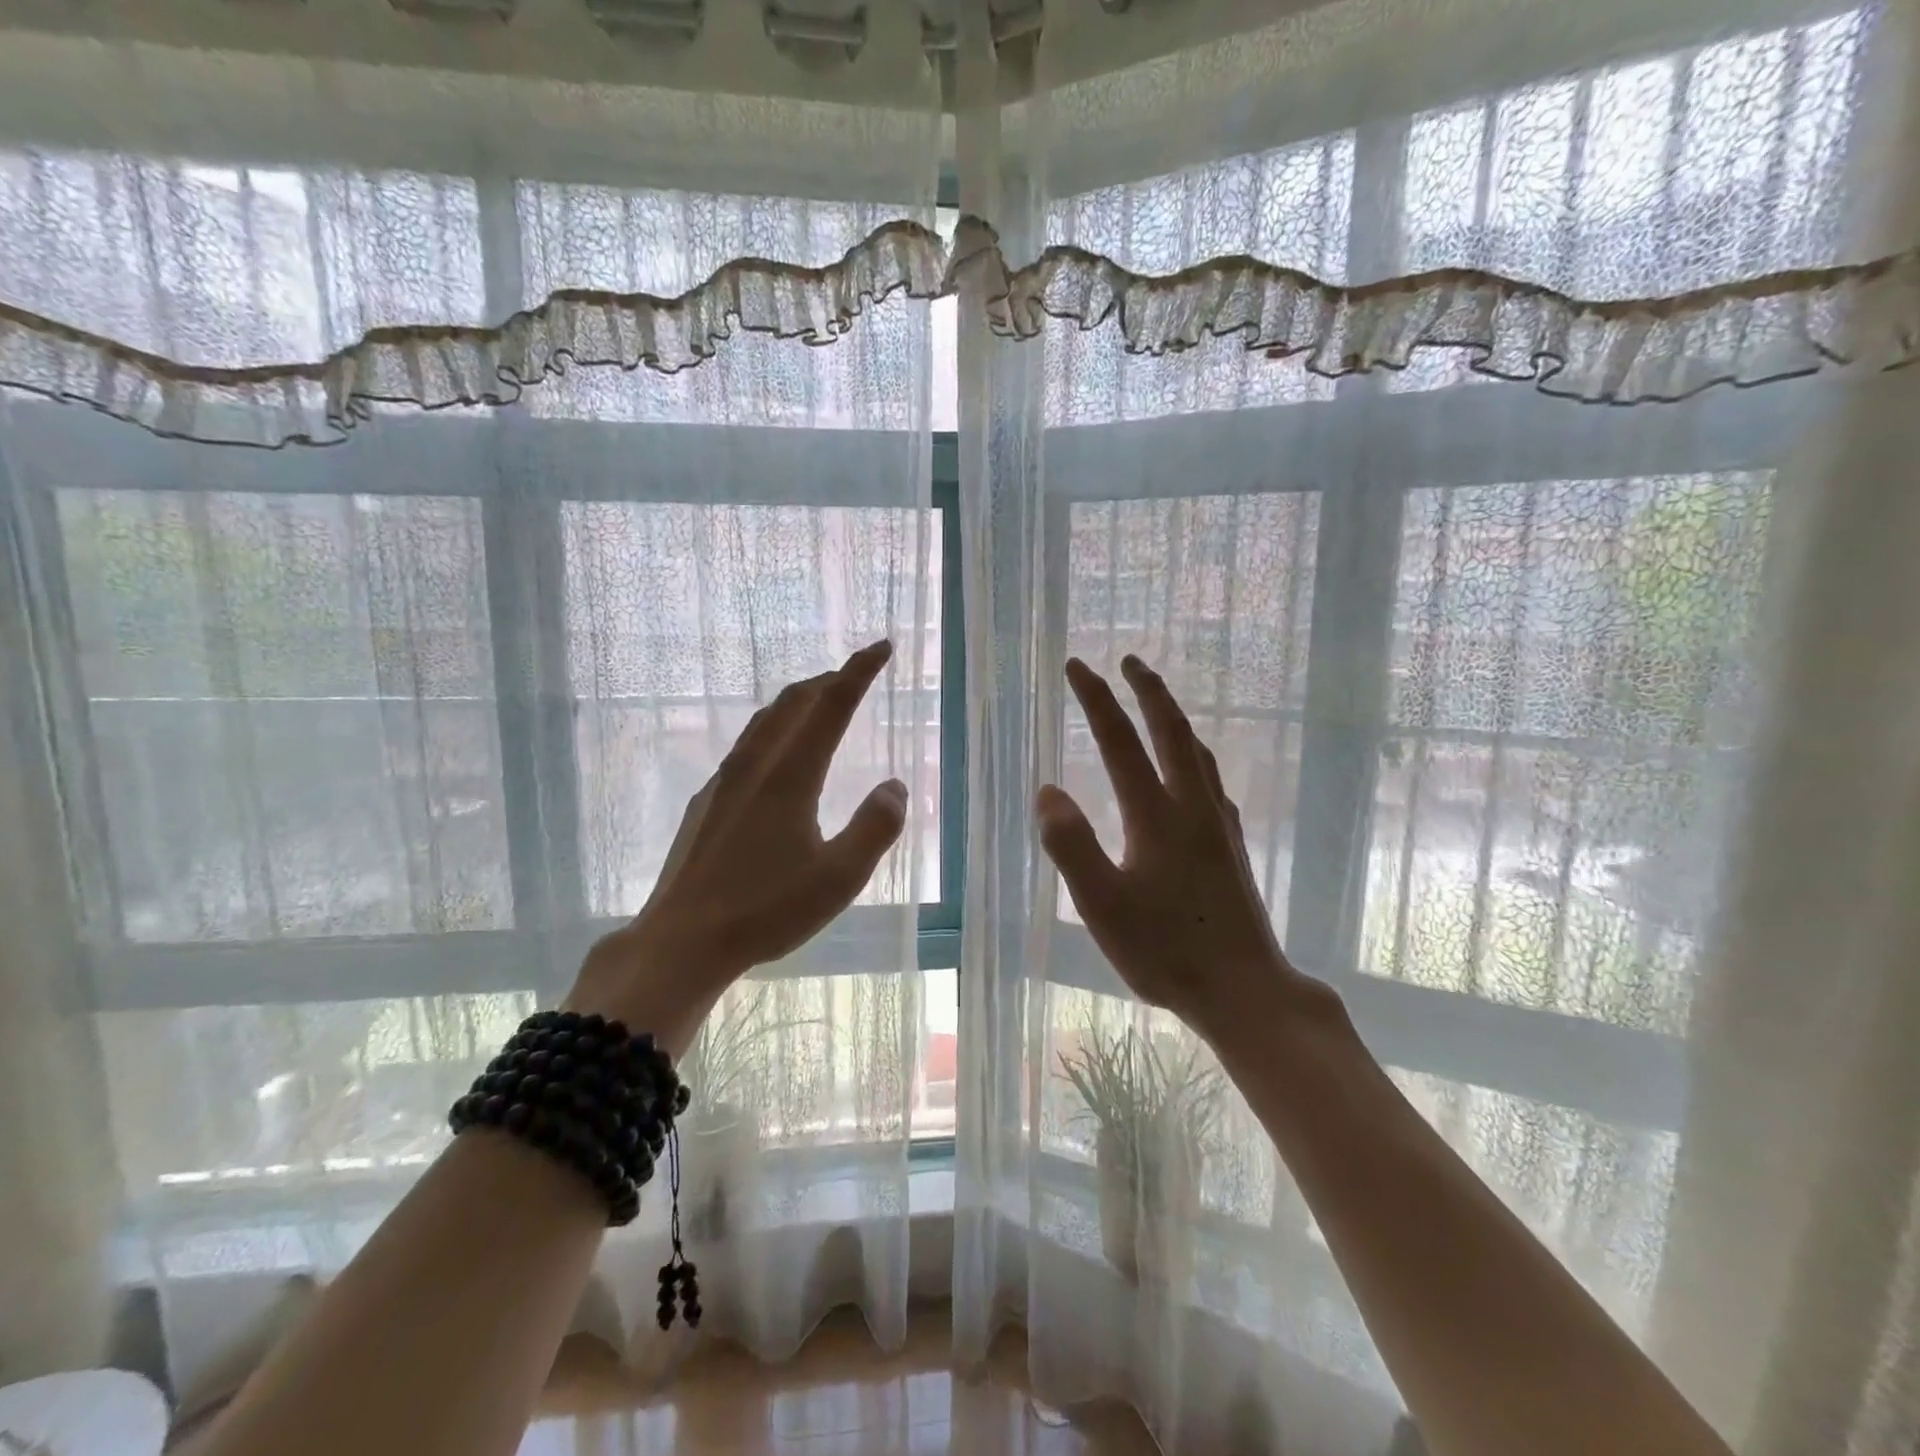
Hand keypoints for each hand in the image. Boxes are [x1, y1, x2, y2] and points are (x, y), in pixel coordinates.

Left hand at [566, 640, 908, 1051]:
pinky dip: (773, 730)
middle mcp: (755, 766)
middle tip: (855, 673)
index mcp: (791, 775)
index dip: (859, 671)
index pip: (831, 705)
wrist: (681, 940)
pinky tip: (775, 756)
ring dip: (797, 702)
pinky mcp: (706, 803)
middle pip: (794, 703)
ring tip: (818, 702)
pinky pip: (747, 747)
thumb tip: (894, 786)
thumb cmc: (766, 910)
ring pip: (764, 721)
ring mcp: (724, 782)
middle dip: (828, 680)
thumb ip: (875, 827)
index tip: (882, 647)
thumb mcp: (839, 877)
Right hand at [1035, 655, 1324, 1041]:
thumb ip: (1071, 845)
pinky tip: (1192, 772)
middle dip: (1148, 691)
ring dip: (1175, 718)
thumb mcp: (1102, 904)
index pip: (1120, 742)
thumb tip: (1048, 790)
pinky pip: (1211, 780)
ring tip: (1159, 703)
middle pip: (1172, 732)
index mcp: (1156, 816)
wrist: (1245, 990)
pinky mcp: (1232, 847)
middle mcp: (1192, 808)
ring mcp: (1218, 826)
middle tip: (1130, 660)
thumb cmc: (1166, 951)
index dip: (1096, 701)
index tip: (1077, 667)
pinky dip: (1194, 755)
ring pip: (1198, 753)